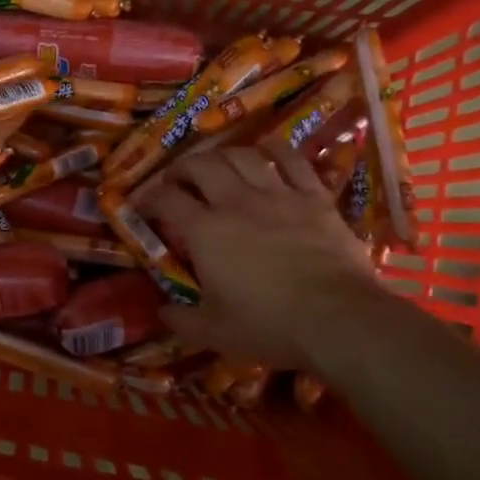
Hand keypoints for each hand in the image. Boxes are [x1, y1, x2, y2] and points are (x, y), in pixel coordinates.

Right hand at [144, 144, 377, 369]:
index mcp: (204, 231)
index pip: (167, 200)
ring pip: (243, 156)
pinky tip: (268, 146)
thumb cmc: (268, 325)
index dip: (149, 197)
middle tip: (178, 179)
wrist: (337, 318)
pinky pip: (293, 160)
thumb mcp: (214, 332)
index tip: (143, 205)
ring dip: (223, 154)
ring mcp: (278, 195)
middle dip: (183, 167)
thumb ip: (182, 321)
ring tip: (217, 162)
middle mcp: (235, 202)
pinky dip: (277, 149)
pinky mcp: (314, 197)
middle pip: (202, 165)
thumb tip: (162, 312)